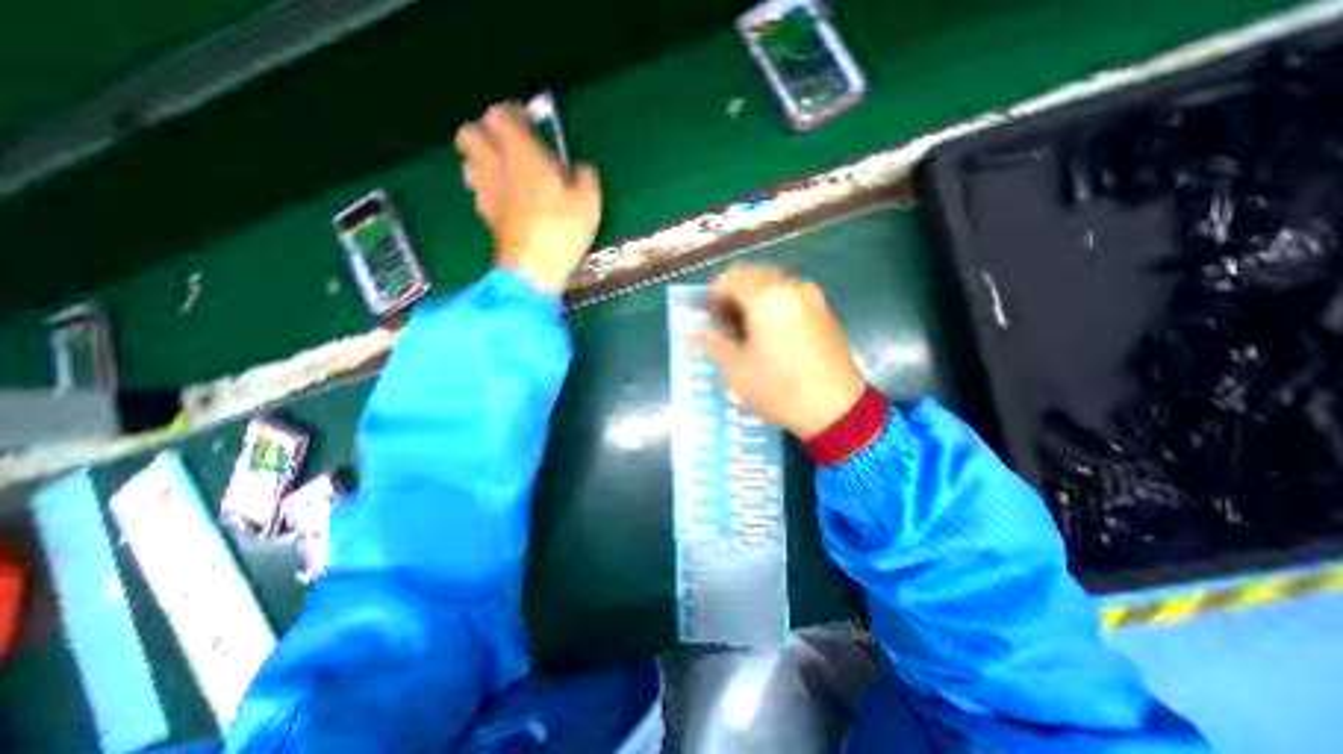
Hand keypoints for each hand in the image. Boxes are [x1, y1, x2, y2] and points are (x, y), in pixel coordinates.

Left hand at [454, 102, 599, 290]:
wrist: (533, 269)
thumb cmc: (561, 229)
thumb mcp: (589, 201)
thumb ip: (586, 177)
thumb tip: (581, 169)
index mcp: (521, 153)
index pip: (501, 114)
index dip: (513, 114)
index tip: (530, 123)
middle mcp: (495, 165)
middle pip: (470, 133)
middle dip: (486, 133)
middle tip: (511, 146)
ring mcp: (486, 192)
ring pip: (469, 162)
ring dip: (483, 160)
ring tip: (507, 173)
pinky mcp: (486, 216)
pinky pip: (478, 190)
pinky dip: (488, 187)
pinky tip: (507, 201)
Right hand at [697, 265, 864, 438]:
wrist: (836, 408)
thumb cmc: (779, 389)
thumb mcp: (737, 371)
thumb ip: (713, 345)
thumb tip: (692, 335)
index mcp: (766, 297)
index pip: (729, 279)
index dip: (713, 295)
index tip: (709, 317)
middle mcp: (790, 287)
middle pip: (752, 274)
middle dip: (734, 292)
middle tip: (726, 321)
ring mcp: (811, 296)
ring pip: (773, 282)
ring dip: (755, 296)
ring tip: (748, 326)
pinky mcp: (824, 309)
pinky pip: (791, 294)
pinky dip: (774, 302)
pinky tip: (772, 329)